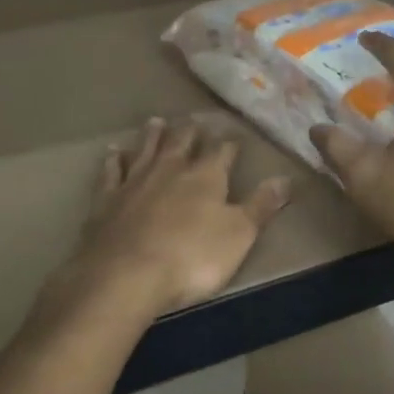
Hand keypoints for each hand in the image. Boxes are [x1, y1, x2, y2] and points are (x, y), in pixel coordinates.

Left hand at [58, 117, 290, 318]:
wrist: (126, 274)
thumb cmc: (192, 257)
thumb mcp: (239, 234)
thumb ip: (261, 205)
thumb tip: (286, 178)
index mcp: (205, 177)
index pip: (221, 152)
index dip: (229, 144)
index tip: (234, 136)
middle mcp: (170, 170)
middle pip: (181, 142)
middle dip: (190, 131)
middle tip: (194, 120)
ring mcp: (135, 181)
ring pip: (146, 149)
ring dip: (153, 135)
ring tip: (157, 121)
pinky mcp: (106, 199)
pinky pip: (111, 172)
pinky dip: (114, 160)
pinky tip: (114, 151)